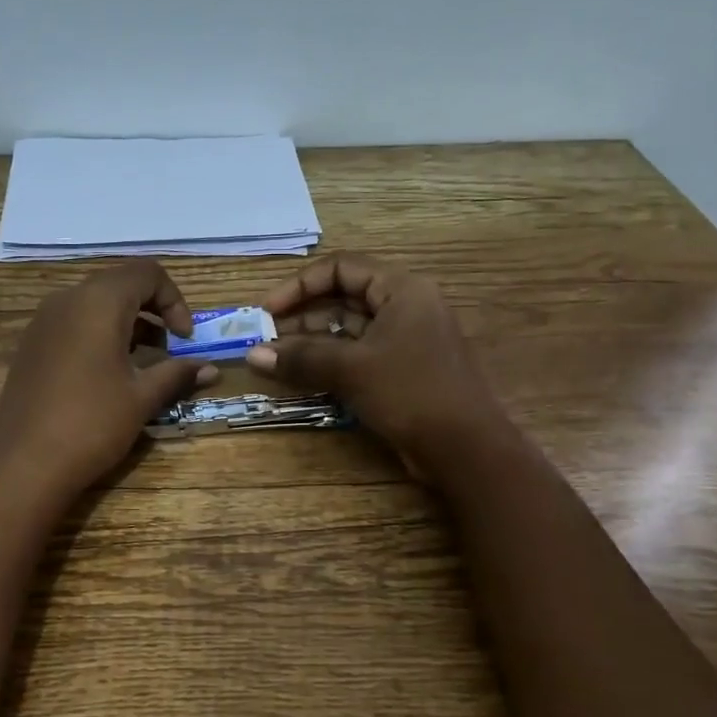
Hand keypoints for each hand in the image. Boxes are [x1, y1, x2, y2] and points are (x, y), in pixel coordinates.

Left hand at [0, 261, 217, 498]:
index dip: (174, 300)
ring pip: (95, 304)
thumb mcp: (142, 398)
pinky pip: (73, 323)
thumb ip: (178, 374)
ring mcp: (43, 322)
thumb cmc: (92, 424)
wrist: (24, 464)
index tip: (185, 339)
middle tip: (169, 349)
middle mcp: (67, 300)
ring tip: (142, 365)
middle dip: (152, 310)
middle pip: (120, 284)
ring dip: (127, 323)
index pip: (147, 273)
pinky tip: (108, 375)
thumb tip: (212, 369)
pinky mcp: (31, 345)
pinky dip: (99, 335)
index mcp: (99, 302)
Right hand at [244, 253, 518, 479]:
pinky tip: (301, 376)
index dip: (300, 285)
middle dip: (302, 317)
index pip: (342, 268)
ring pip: (349, 330)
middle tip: (266, 339)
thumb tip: (252, 355)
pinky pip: (358, 356)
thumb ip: (301, 358)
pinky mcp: (402, 371)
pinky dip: (330, 363)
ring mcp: (405, 341)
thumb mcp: (351, 369)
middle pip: (344, 299)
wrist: (464, 448)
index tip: (268, 310)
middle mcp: (406, 307)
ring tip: (275, 360)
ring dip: (311, 343)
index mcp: (402, 289)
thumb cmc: (410, 392)